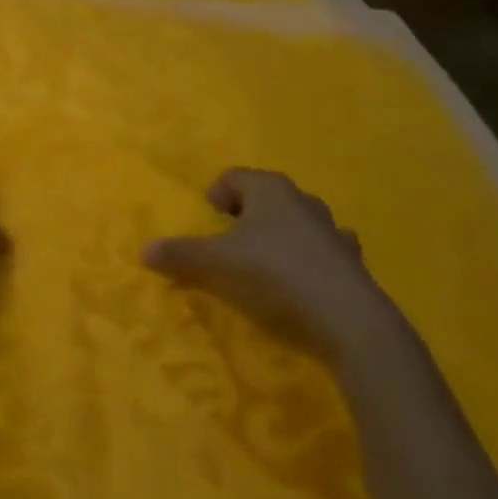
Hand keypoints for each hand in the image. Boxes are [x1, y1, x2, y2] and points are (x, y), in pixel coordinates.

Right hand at [143, 169, 399, 360]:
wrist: (350, 322)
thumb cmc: (275, 276)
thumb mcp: (217, 265)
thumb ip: (180, 255)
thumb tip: (143, 250)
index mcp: (269, 190)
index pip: (234, 176)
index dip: (216, 194)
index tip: (209, 218)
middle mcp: (303, 201)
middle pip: (268, 197)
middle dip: (248, 215)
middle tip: (231, 242)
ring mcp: (333, 232)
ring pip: (299, 224)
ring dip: (282, 237)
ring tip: (266, 264)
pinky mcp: (353, 265)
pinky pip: (324, 253)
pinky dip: (310, 263)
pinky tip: (302, 287)